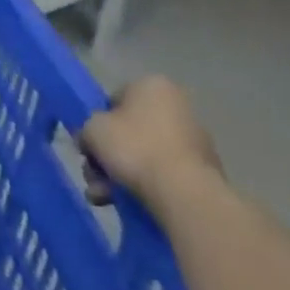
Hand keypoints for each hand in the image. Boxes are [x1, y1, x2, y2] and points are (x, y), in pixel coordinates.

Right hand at [80, 76, 222, 212]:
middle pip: (129, 131)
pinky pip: (163, 174)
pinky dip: (144, 185)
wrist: (183, 193)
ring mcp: (194, 141)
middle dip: (107, 155)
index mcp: (152, 85)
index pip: (114, 99)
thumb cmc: (134, 147)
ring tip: (102, 196)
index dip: (98, 123)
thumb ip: (86, 129)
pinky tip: (124, 204)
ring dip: (118, 175)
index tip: (90, 144)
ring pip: (144, 155)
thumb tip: (91, 141)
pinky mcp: (203, 172)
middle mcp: (177, 107)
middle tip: (93, 174)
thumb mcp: (92, 129)